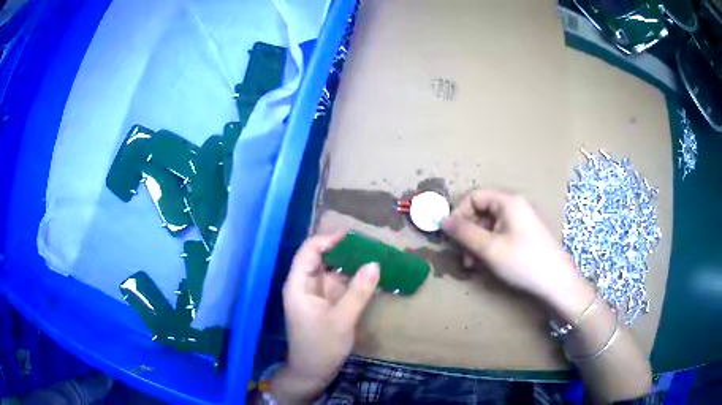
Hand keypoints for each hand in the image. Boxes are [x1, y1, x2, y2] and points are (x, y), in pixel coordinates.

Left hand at [273, 232, 379, 402]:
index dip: (329, 239)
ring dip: (350, 263)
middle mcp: (305, 285)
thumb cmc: (321, 347)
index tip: (355, 236)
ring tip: (374, 255)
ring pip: (331, 270)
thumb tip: (375, 263)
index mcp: (299, 285)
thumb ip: (358, 292)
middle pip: (321, 257)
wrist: (312, 372)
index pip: (310, 251)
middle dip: (343, 249)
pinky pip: (338, 284)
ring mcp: (315, 294)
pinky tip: (370, 276)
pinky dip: (352, 279)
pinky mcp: (325, 303)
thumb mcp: (342, 319)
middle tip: (370, 244)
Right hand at [441, 189, 590, 309]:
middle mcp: (515, 206)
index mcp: (508, 202)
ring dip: (477, 243)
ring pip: (490, 225)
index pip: (474, 196)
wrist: (556, 282)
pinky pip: (500, 234)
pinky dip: (489, 247)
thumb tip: (443, 220)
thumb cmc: (523, 262)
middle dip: (468, 232)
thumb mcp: (489, 248)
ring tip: (472, 264)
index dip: (459, 213)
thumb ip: (464, 232)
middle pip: (481, 211)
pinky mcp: (525, 235)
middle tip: (462, 255)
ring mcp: (521, 221)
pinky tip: (486, 264)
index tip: (451, 235)